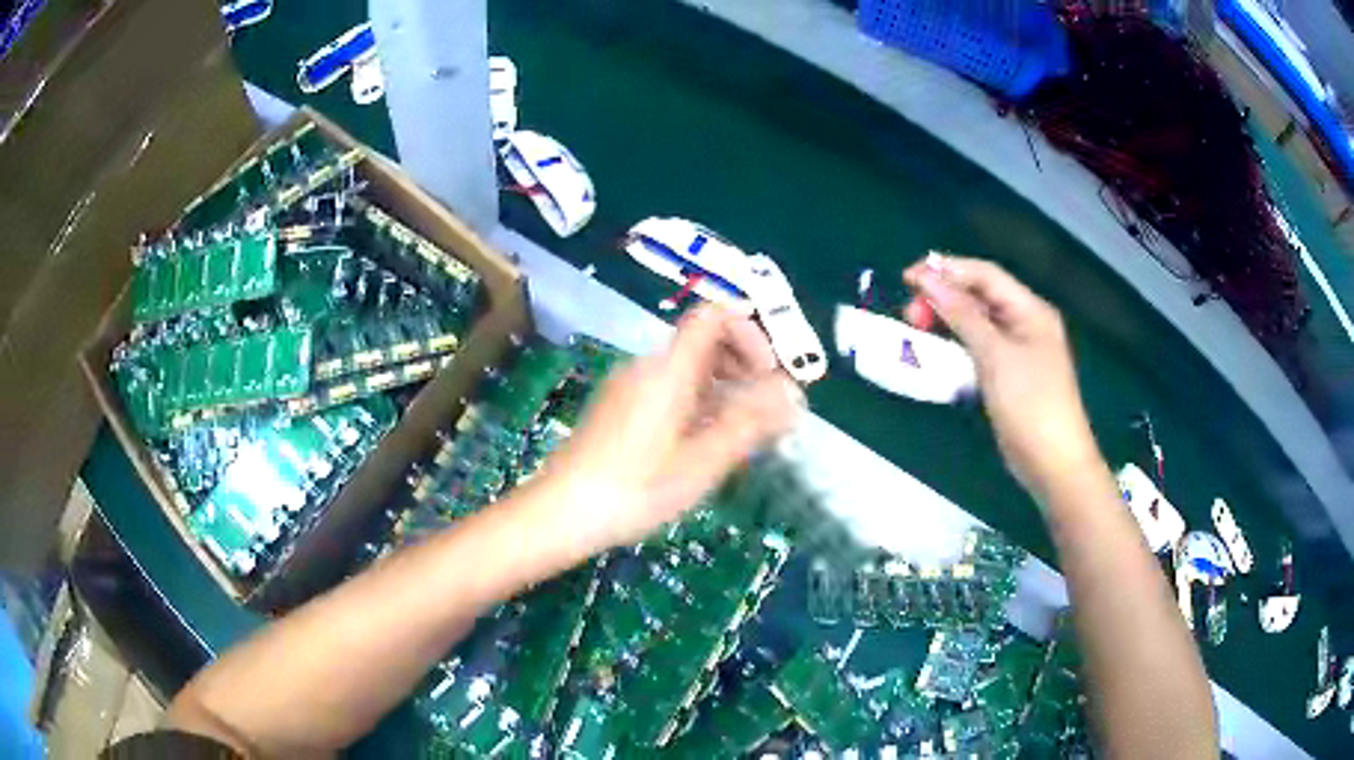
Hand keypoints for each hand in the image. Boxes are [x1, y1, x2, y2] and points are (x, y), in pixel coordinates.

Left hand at [530, 305, 803, 556]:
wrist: (561, 511)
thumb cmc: (635, 488)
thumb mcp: (702, 462)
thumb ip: (750, 425)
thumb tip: (793, 396)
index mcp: (669, 369)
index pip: (714, 316)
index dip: (750, 332)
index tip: (772, 373)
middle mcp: (647, 366)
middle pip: (703, 340)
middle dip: (744, 364)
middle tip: (767, 407)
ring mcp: (628, 386)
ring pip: (687, 368)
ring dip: (724, 387)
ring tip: (742, 431)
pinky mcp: (618, 407)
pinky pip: (668, 388)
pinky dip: (698, 402)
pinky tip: (703, 443)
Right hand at [903, 254, 1101, 494]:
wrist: (1053, 463)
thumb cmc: (1030, 403)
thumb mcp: (995, 355)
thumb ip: (963, 315)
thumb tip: (929, 280)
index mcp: (1030, 310)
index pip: (985, 274)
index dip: (946, 269)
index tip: (907, 278)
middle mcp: (1026, 322)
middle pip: (980, 295)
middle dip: (944, 296)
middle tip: (909, 313)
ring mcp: (1018, 350)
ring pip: (978, 321)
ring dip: (948, 319)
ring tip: (916, 326)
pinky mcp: (1009, 375)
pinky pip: (979, 347)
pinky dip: (957, 343)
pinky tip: (938, 349)